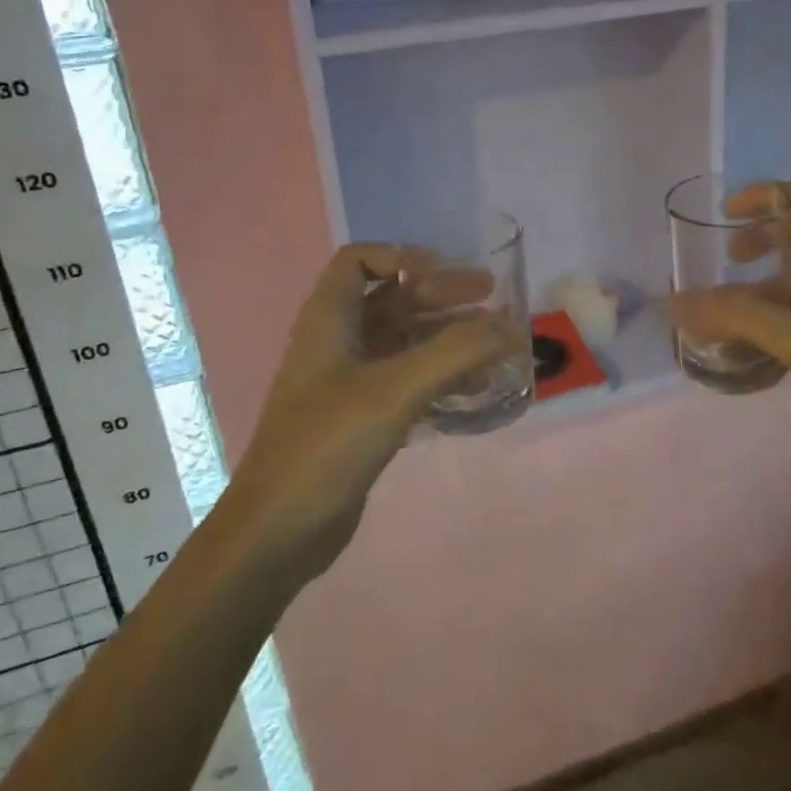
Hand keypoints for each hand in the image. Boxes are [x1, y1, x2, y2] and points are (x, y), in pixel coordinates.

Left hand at [220, 243, 526, 583]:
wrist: (277, 534)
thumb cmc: (328, 444)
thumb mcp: (396, 389)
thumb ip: (456, 353)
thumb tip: (513, 326)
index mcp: (329, 320)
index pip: (358, 261)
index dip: (400, 256)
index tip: (443, 270)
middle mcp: (337, 342)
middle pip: (392, 299)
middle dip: (441, 294)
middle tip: (491, 296)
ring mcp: (348, 382)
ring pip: (404, 340)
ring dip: (448, 336)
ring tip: (496, 343)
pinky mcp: (361, 417)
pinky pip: (407, 379)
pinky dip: (441, 374)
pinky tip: (476, 386)